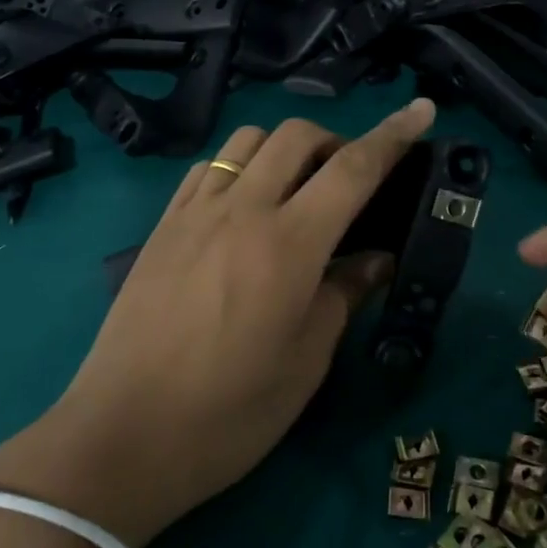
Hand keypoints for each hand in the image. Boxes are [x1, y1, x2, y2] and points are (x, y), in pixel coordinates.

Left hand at [0, 100, 436, 547]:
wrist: (124, 437)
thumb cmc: (230, 412)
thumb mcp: (306, 361)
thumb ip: (345, 295)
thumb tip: (375, 259)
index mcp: (290, 244)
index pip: (354, 168)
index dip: (394, 134)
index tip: (422, 110)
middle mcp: (243, 210)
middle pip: (298, 136)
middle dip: (337, 141)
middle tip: (351, 182)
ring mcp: (196, 213)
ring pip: (248, 140)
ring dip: (285, 148)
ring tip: (296, 189)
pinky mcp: (163, 227)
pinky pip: (208, 167)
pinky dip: (239, 166)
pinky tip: (244, 203)